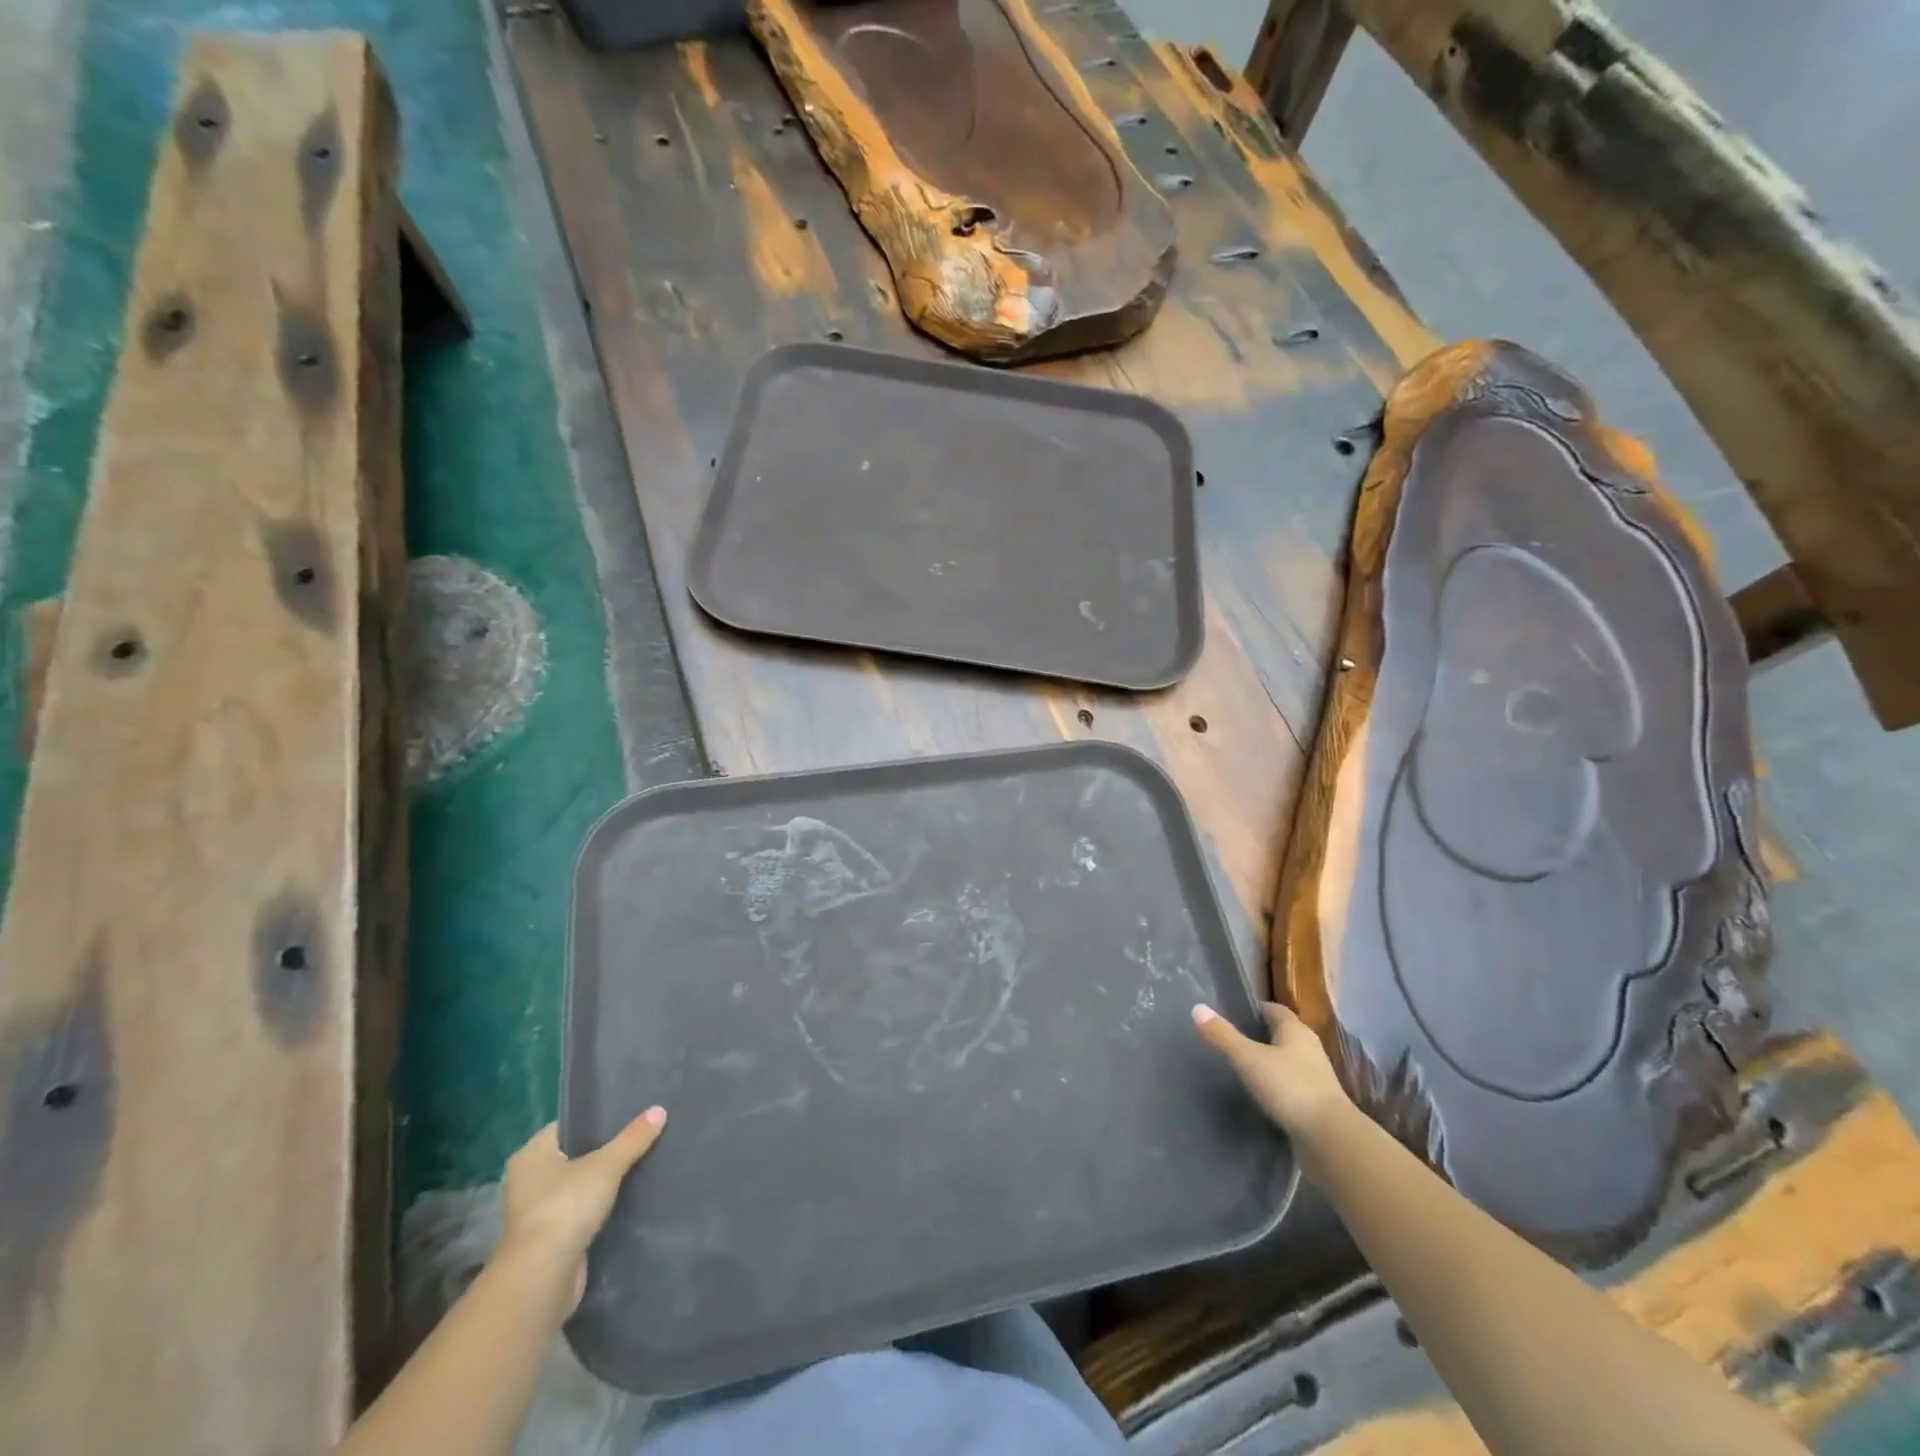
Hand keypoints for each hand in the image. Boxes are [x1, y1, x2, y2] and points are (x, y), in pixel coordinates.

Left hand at [500, 1108, 665, 1311]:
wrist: (544, 1277)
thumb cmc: (566, 1207)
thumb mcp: (607, 1165)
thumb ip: (633, 1138)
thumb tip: (660, 1110)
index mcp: (531, 1155)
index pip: (567, 1126)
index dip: (595, 1118)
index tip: (627, 1113)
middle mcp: (527, 1181)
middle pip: (573, 1156)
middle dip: (603, 1150)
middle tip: (639, 1136)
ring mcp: (536, 1213)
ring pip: (577, 1186)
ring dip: (601, 1182)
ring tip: (640, 1164)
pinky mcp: (548, 1240)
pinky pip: (579, 1212)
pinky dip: (598, 1208)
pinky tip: (627, 1198)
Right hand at [1192, 1001, 1350, 1145]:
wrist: (1330, 1139)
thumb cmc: (1289, 1088)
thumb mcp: (1248, 1059)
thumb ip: (1223, 1035)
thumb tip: (1197, 1008)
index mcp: (1296, 1031)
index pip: (1275, 1010)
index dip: (1256, 1010)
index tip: (1235, 1014)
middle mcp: (1309, 1049)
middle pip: (1283, 1034)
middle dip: (1261, 1035)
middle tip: (1233, 1040)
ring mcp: (1316, 1078)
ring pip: (1289, 1061)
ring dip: (1270, 1062)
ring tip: (1244, 1068)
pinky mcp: (1318, 1104)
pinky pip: (1293, 1086)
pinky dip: (1278, 1086)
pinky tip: (1262, 1096)